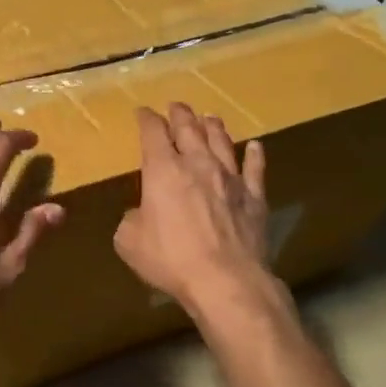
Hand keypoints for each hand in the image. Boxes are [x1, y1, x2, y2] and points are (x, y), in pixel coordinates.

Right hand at [114, 103, 280, 319]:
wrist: (226, 281)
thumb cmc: (170, 259)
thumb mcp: (129, 241)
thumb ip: (132, 219)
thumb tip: (141, 214)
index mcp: (163, 170)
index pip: (152, 133)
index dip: (146, 119)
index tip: (143, 112)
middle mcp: (198, 164)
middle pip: (189, 129)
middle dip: (180, 114)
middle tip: (176, 105)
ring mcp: (231, 179)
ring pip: (222, 142)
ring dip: (213, 127)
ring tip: (210, 117)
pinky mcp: (255, 198)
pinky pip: (256, 169)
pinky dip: (255, 155)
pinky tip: (255, 147)